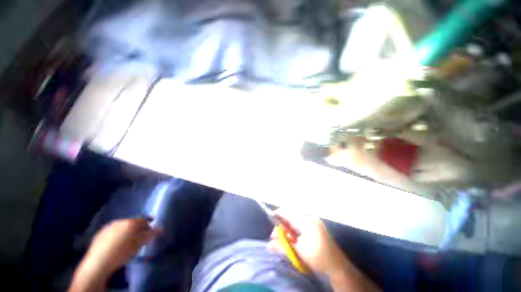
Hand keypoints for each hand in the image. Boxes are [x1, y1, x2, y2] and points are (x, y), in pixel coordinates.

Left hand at [84, 218, 160, 274]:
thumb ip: (151, 234)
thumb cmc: (123, 252)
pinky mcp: (99, 233)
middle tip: (139, 237)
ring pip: (121, 226)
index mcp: (131, 221)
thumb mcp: (140, 244)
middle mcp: (120, 220)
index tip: (151, 230)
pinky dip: (116, 235)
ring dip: (126, 231)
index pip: (144, 218)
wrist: (99, 262)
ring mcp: (108, 226)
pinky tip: (115, 244)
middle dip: (137, 227)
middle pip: (132, 222)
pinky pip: (112, 231)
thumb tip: (161, 229)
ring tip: (127, 241)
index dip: (148, 223)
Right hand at [267, 210, 345, 275]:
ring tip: (287, 240)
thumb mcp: (298, 252)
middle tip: (277, 237)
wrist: (337, 266)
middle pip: (291, 216)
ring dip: (288, 229)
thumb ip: (282, 246)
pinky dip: (295, 230)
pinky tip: (294, 239)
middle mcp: (310, 217)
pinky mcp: (315, 225)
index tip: (271, 220)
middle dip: (283, 226)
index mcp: (306, 221)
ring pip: (295, 220)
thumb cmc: (318, 258)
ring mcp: (314, 221)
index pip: (288, 212)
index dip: (278, 214)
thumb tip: (268, 244)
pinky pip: (301, 224)